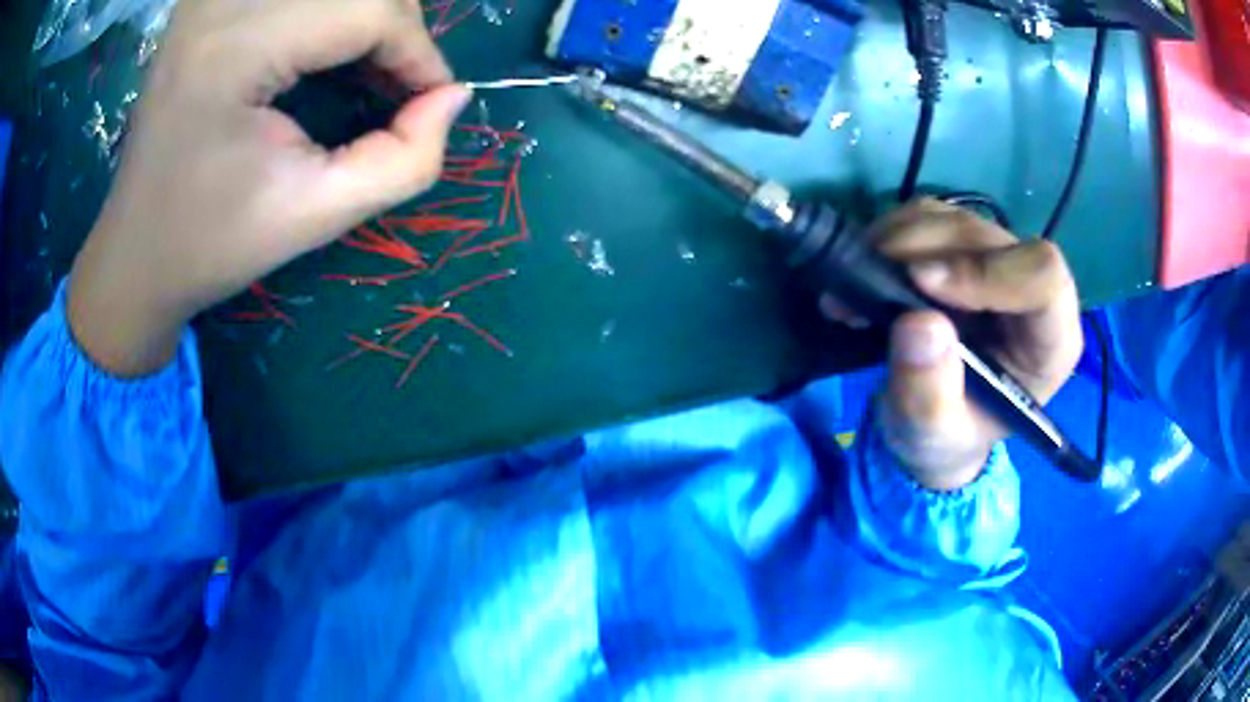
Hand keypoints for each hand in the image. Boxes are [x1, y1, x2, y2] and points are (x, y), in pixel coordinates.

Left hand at [69, 0, 470, 375]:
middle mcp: (222, 1)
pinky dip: (331, 14)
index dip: (417, 52)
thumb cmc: (211, 242)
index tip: (429, 104)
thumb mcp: (314, 216)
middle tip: (395, 90)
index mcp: (236, 49)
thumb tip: (454, 96)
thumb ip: (405, 161)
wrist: (134, 252)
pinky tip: (323, 51)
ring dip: (366, 18)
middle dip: (396, 31)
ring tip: (364, 71)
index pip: (370, 10)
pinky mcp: (209, 0)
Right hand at [825, 200, 1082, 489]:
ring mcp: (996, 263)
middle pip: (989, 239)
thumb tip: (918, 323)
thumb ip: (930, 394)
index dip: (987, 270)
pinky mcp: (962, 248)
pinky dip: (889, 235)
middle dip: (925, 252)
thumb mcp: (932, 437)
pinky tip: (867, 272)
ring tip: (857, 287)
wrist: (929, 423)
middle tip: (867, 284)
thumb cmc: (945, 438)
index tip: (922, 283)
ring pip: (954, 220)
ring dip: (899, 242)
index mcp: (1049, 342)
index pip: (1043, 277)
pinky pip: (927, 217)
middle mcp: (1031, 291)